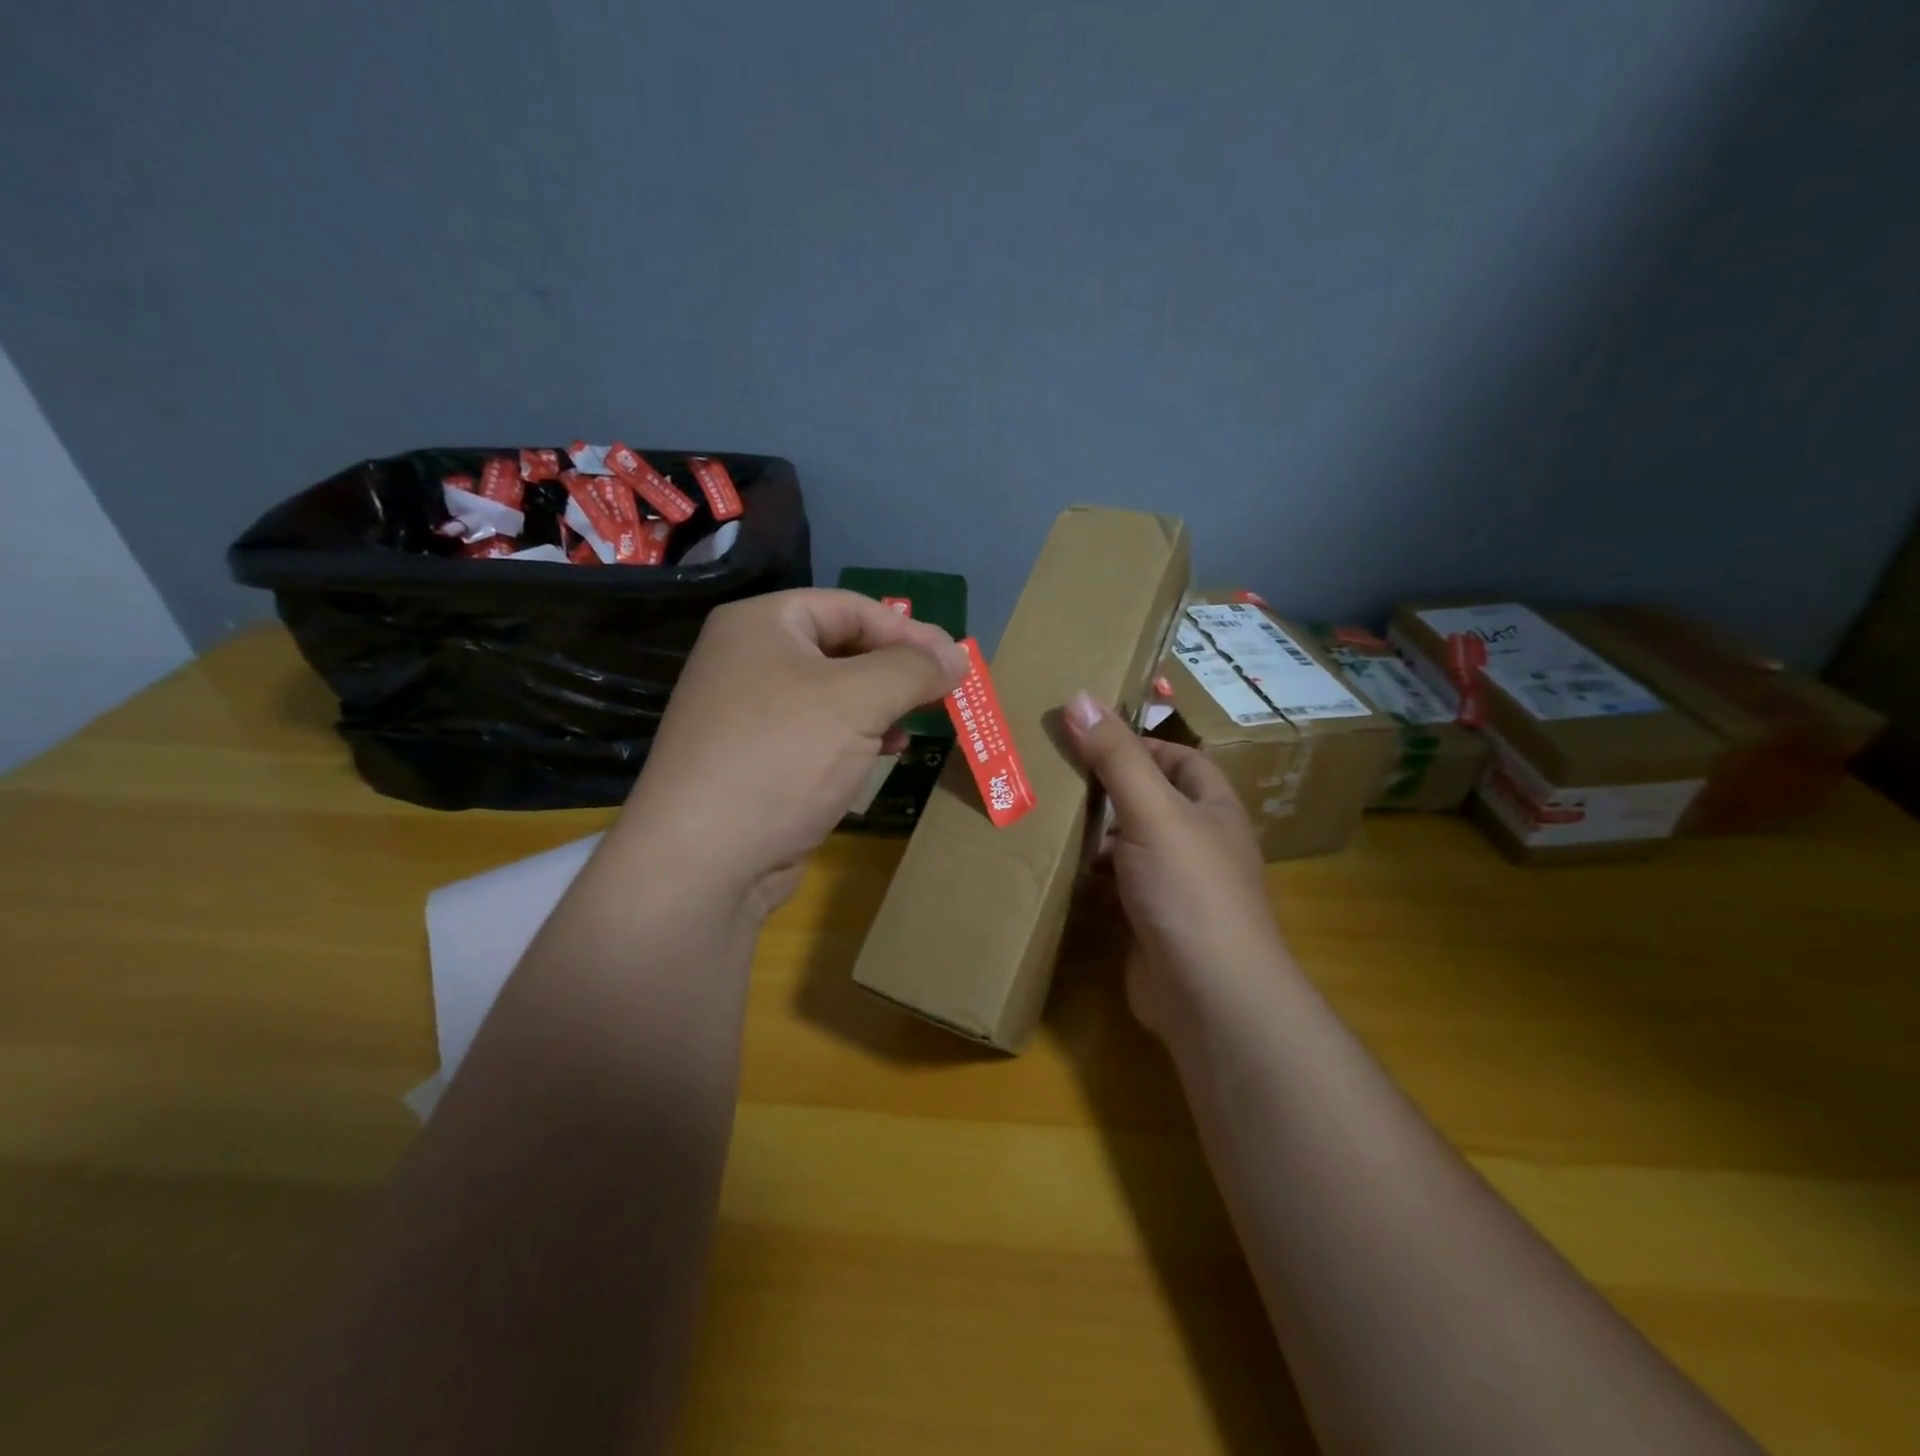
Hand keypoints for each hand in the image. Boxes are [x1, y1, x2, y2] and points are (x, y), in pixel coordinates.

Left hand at [618, 589, 966, 921]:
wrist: (703, 860)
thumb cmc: (782, 757)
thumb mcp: (858, 700)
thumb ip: (913, 669)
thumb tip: (957, 657)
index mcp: (761, 625)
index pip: (850, 609)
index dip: (907, 632)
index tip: (955, 663)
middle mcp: (748, 659)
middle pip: (842, 648)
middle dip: (897, 670)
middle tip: (945, 692)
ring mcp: (748, 713)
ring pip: (834, 694)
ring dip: (882, 705)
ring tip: (918, 724)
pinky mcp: (757, 760)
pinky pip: (818, 733)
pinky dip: (857, 737)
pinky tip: (885, 754)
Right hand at [1063, 691, 1291, 1039]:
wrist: (1210, 996)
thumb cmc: (1189, 889)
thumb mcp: (1152, 811)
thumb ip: (1116, 757)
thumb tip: (1080, 696)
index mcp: (1212, 809)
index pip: (1179, 758)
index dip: (1138, 744)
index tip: (1088, 738)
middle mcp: (1198, 844)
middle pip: (1147, 802)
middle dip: (1105, 791)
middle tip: (1051, 775)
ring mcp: (1175, 888)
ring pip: (1127, 847)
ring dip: (1092, 836)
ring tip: (1043, 817)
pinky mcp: (1150, 924)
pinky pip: (1115, 889)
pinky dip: (1089, 879)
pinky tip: (1056, 871)